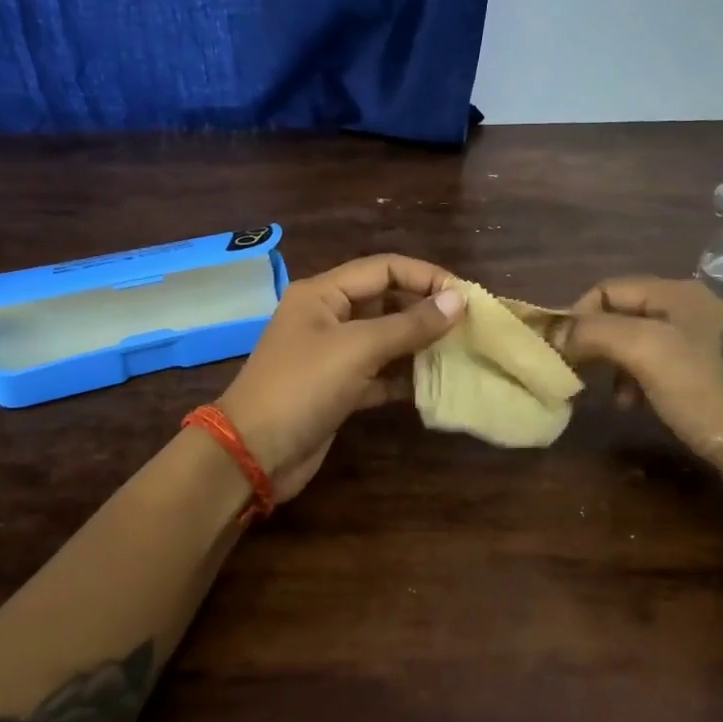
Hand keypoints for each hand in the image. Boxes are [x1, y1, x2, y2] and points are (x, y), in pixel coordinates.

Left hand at [217, 254, 464, 501]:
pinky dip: (403, 376)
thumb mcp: (357, 348)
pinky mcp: (338, 389)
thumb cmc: (303, 387)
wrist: (253, 452)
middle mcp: (327, 317)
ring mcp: (332, 355)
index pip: (383, 268)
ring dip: (418, 343)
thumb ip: (409, 324)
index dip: (425, 276)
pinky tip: (433, 383)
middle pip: (385, 301)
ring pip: (384, 338)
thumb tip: (458, 300)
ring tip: (460, 350)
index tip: (465, 296)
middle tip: (469, 324)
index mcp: (323, 293)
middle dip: (424, 309)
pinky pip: (379, 373)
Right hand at [552, 277, 722, 493]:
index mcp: (679, 293)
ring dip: (615, 364)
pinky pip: (660, 364)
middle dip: (596, 342)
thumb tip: (552, 331)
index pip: (608, 289)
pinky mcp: (713, 372)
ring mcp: (707, 340)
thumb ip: (594, 332)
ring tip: (611, 397)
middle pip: (624, 313)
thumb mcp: (644, 351)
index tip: (561, 352)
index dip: (578, 316)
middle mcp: (694, 307)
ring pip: (639, 341)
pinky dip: (638, 380)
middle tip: (578, 374)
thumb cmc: (705, 393)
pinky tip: (636, 404)